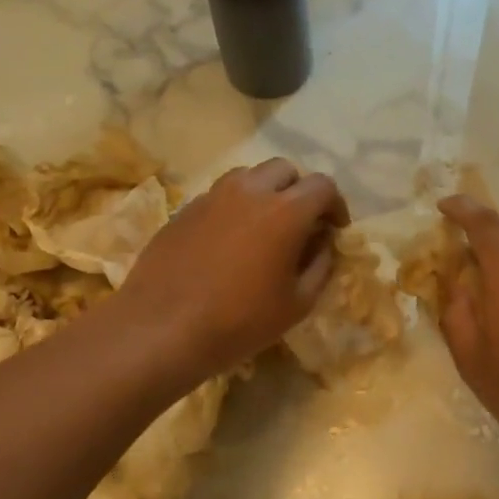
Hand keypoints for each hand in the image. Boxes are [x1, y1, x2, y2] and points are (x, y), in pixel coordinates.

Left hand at [118, 159, 347, 387]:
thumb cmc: (241, 321)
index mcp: (285, 211)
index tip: (334, 229)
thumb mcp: (298, 304)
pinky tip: (229, 242)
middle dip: (300, 191)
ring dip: (265, 193)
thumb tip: (323, 243)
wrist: (163, 328)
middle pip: (284, 170)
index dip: (335, 205)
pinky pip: (219, 196)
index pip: (323, 186)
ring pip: (248, 177)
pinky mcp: (184, 210)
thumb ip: (321, 266)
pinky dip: (235, 208)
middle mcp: (249, 191)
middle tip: (301, 224)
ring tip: (264, 227)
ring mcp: (212, 196)